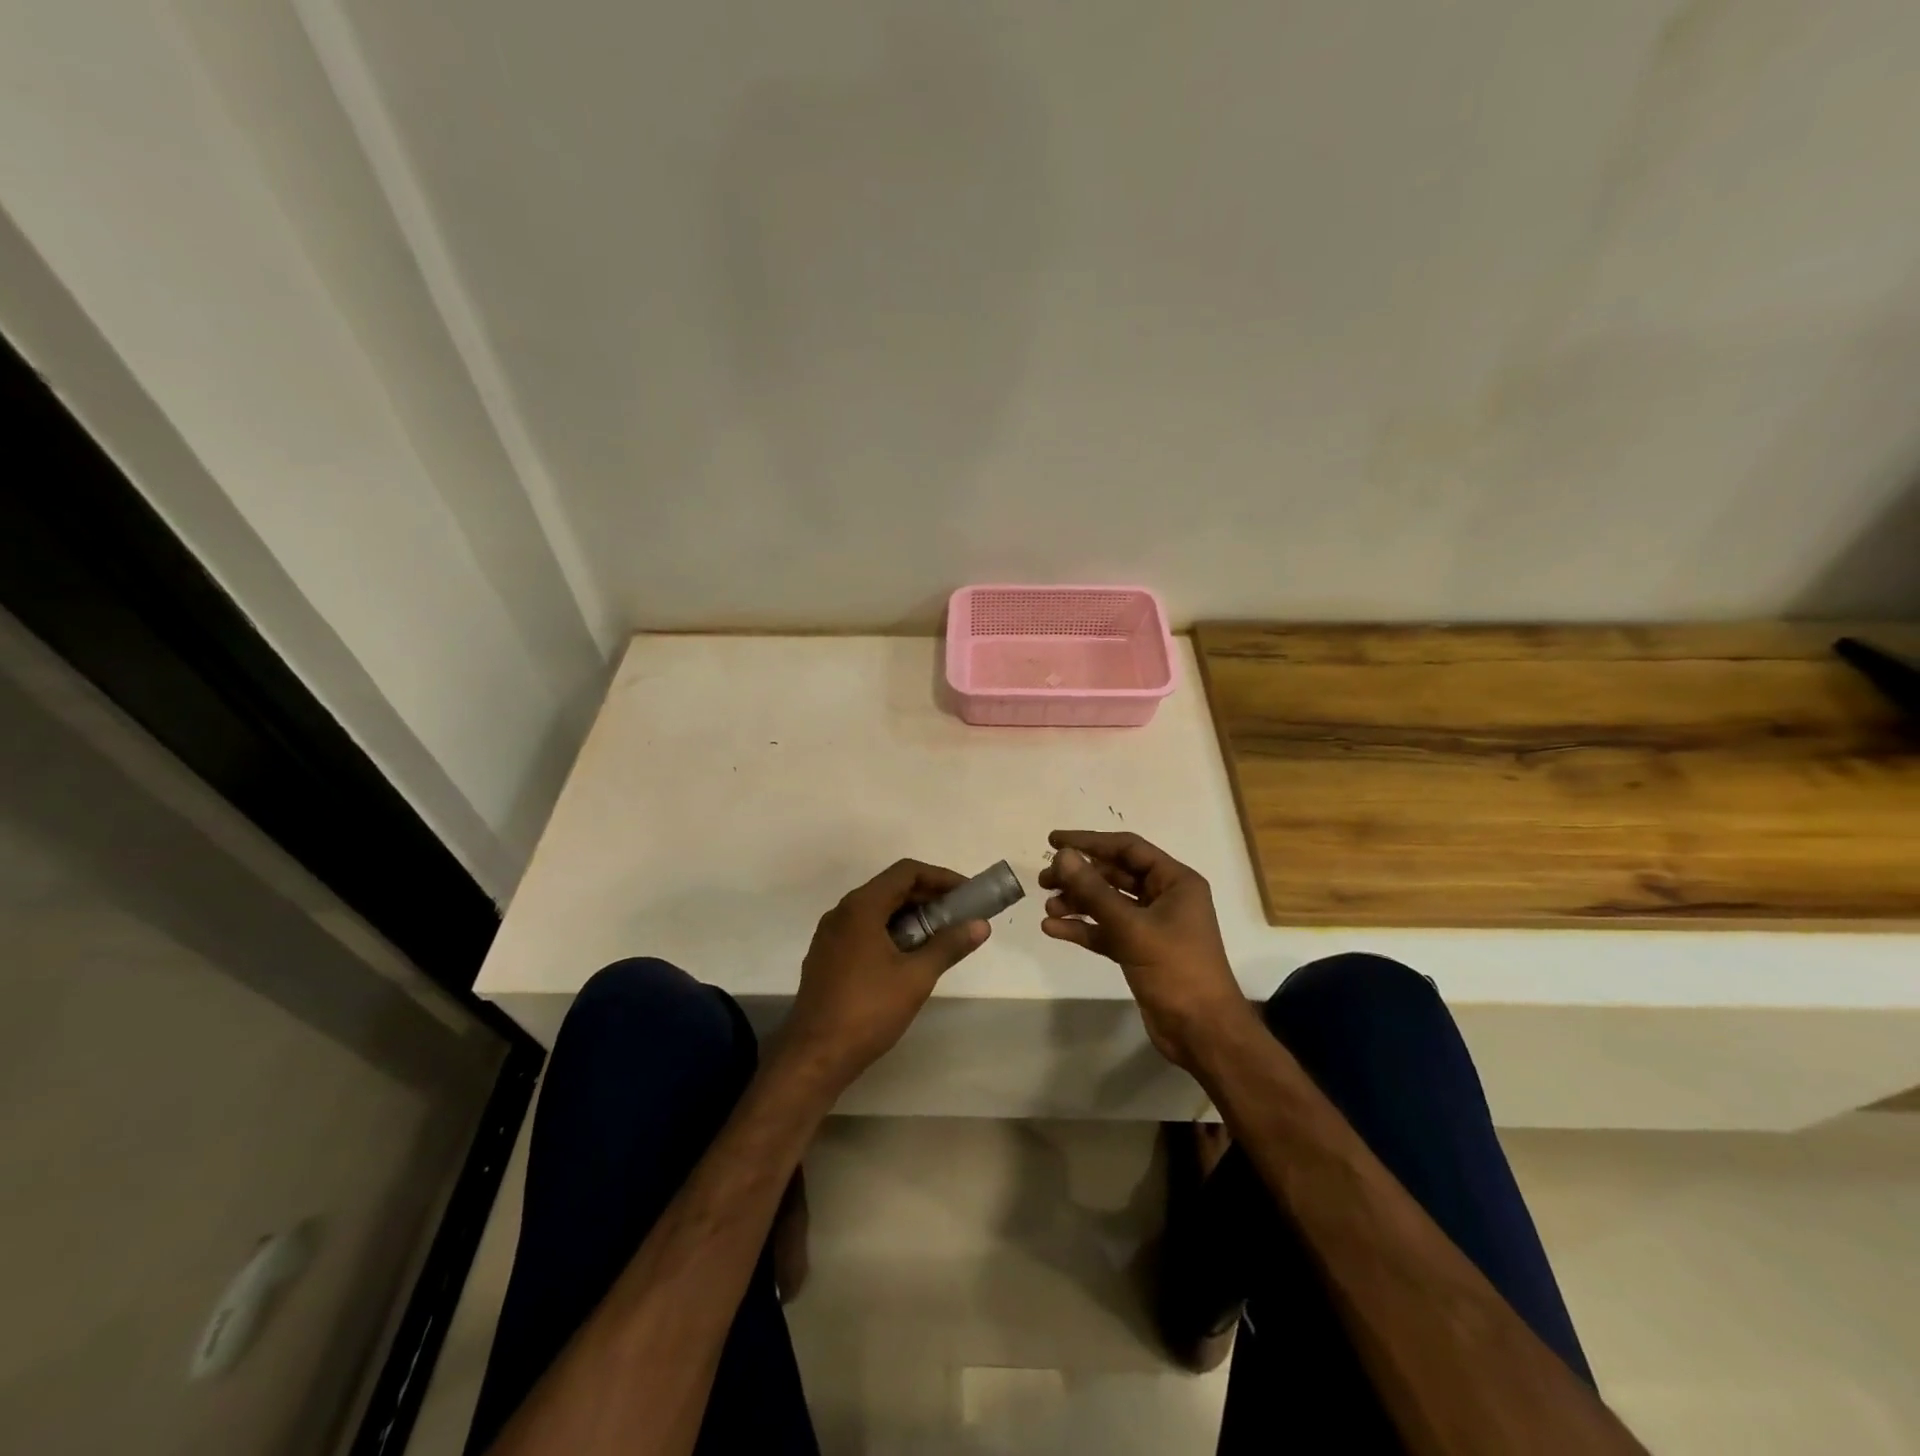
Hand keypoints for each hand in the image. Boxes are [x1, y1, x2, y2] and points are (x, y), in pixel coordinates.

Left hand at [780, 859, 989, 1089]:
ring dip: (911, 916)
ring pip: (877, 910)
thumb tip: (981, 925)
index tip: (967, 894)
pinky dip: (891, 932)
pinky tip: (909, 958)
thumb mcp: (916, 977)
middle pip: (891, 888)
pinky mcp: (827, 957)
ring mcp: (831, 935)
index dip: (941, 877)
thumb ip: (949, 945)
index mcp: (861, 907)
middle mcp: (842, 912)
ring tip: (940, 938)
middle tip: (960, 917)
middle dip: (928, 897)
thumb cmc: (868, 1010)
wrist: (814, 1056)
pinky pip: (864, 930)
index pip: (906, 872)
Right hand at [1039, 830, 1254, 1072]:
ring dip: (1077, 903)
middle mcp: (1165, 897)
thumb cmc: (1176, 969)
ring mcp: (1152, 925)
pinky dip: (1082, 929)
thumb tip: (1062, 856)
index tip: (1053, 840)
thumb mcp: (1132, 927)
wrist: (1202, 1032)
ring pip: (1108, 904)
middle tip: (1044, 880)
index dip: (1089, 841)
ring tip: (1048, 907)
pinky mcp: (1139, 951)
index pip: (1127, 848)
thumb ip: (1094, 891)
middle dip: (1079, 876)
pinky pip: (1106, 930)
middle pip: (1115, 875)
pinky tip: (1053, 929)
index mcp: (1175, 881)